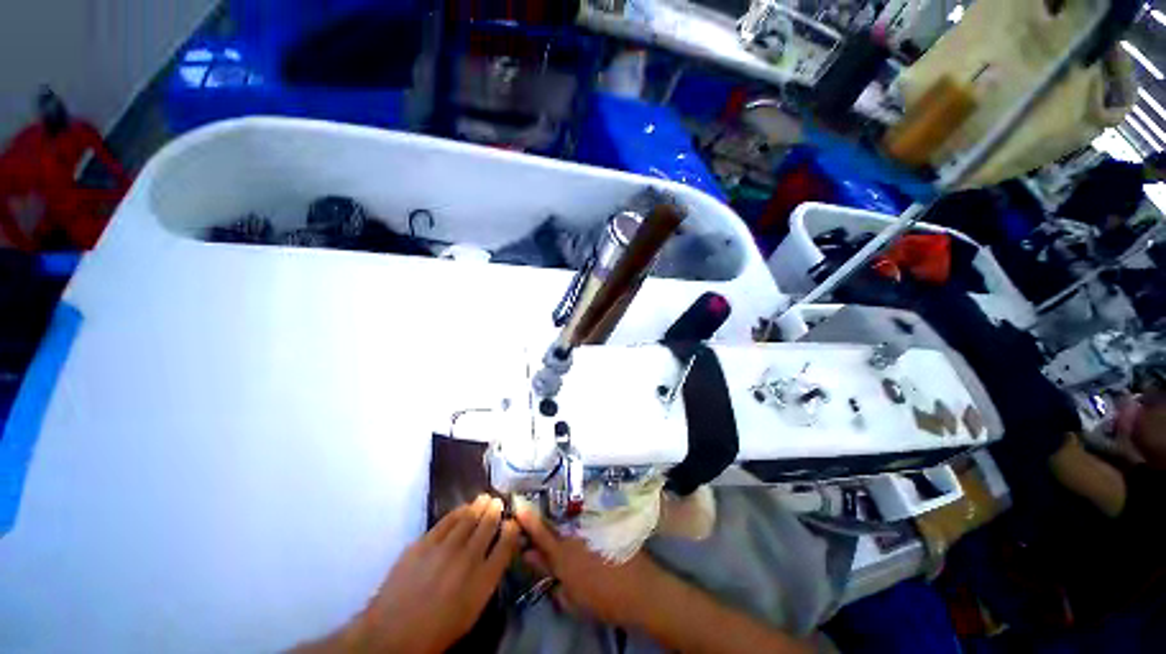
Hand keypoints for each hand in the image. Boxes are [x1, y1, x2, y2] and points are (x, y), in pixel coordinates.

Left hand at [318, 495, 519, 653]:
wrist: (391, 634)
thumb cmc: (436, 630)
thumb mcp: (471, 612)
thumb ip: (486, 580)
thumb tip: (496, 555)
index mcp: (483, 581)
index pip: (506, 545)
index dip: (512, 530)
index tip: (512, 523)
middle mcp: (468, 559)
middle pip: (488, 525)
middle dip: (496, 511)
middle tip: (499, 502)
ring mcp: (445, 548)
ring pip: (469, 517)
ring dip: (480, 505)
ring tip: (485, 498)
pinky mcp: (424, 543)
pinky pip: (447, 520)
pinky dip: (458, 511)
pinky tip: (463, 508)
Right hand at [515, 506, 662, 627]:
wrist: (640, 590)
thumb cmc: (603, 599)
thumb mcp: (571, 597)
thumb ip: (550, 573)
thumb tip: (530, 555)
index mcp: (563, 555)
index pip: (539, 533)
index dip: (526, 517)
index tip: (516, 501)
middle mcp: (575, 535)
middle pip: (552, 519)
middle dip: (540, 512)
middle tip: (528, 505)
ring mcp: (590, 526)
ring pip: (568, 515)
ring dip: (557, 512)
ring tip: (548, 507)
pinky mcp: (604, 521)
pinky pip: (583, 515)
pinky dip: (575, 514)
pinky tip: (572, 513)